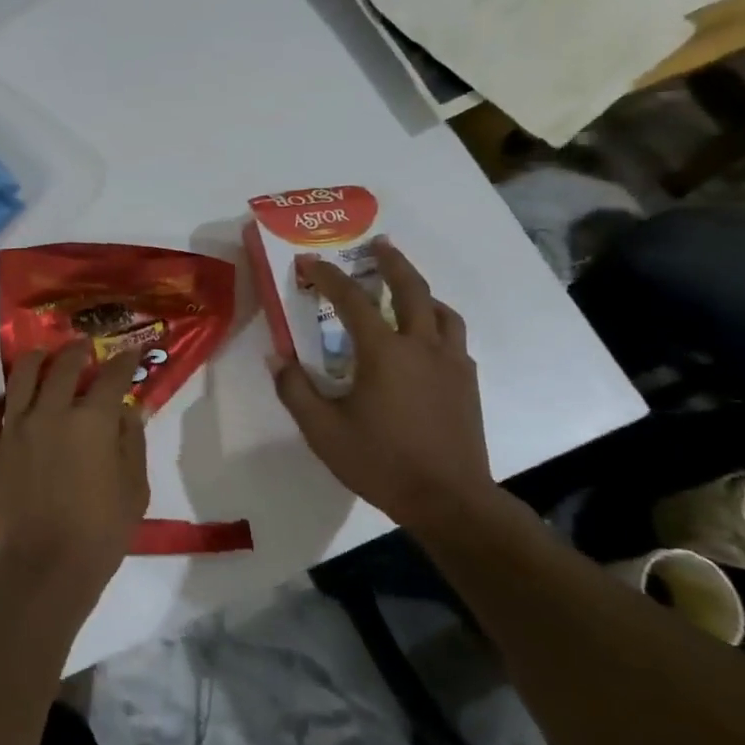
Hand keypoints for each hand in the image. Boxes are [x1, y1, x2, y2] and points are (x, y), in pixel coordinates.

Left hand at [0, 342, 149, 602]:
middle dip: (78, 351)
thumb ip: (131, 441)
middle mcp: (51, 412)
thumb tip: (127, 410)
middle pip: (63, 366)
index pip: (111, 377)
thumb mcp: (134, 488)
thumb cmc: (100, 531)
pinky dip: (0, 400)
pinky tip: (9, 400)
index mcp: (91, 420)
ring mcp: (15, 428)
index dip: (124, 362)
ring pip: (21, 377)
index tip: (130, 354)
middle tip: (84, 347)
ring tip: (43, 356)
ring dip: (36, 360)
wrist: (45, 567)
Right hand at [270, 241, 492, 530]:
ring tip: (406, 288)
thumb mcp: (322, 430)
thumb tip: (276, 357)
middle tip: (379, 244)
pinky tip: (426, 341)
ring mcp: (451, 364)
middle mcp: (421, 346)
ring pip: (441, 311)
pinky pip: (454, 339)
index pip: (351, 299)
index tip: (309, 262)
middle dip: (392, 262)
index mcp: (384, 352)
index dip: (327, 276)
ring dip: (421, 291)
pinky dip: (437, 324)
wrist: (450, 501)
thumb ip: (295, 389)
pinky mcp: (467, 384)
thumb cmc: (381, 462)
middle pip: (411, 289)